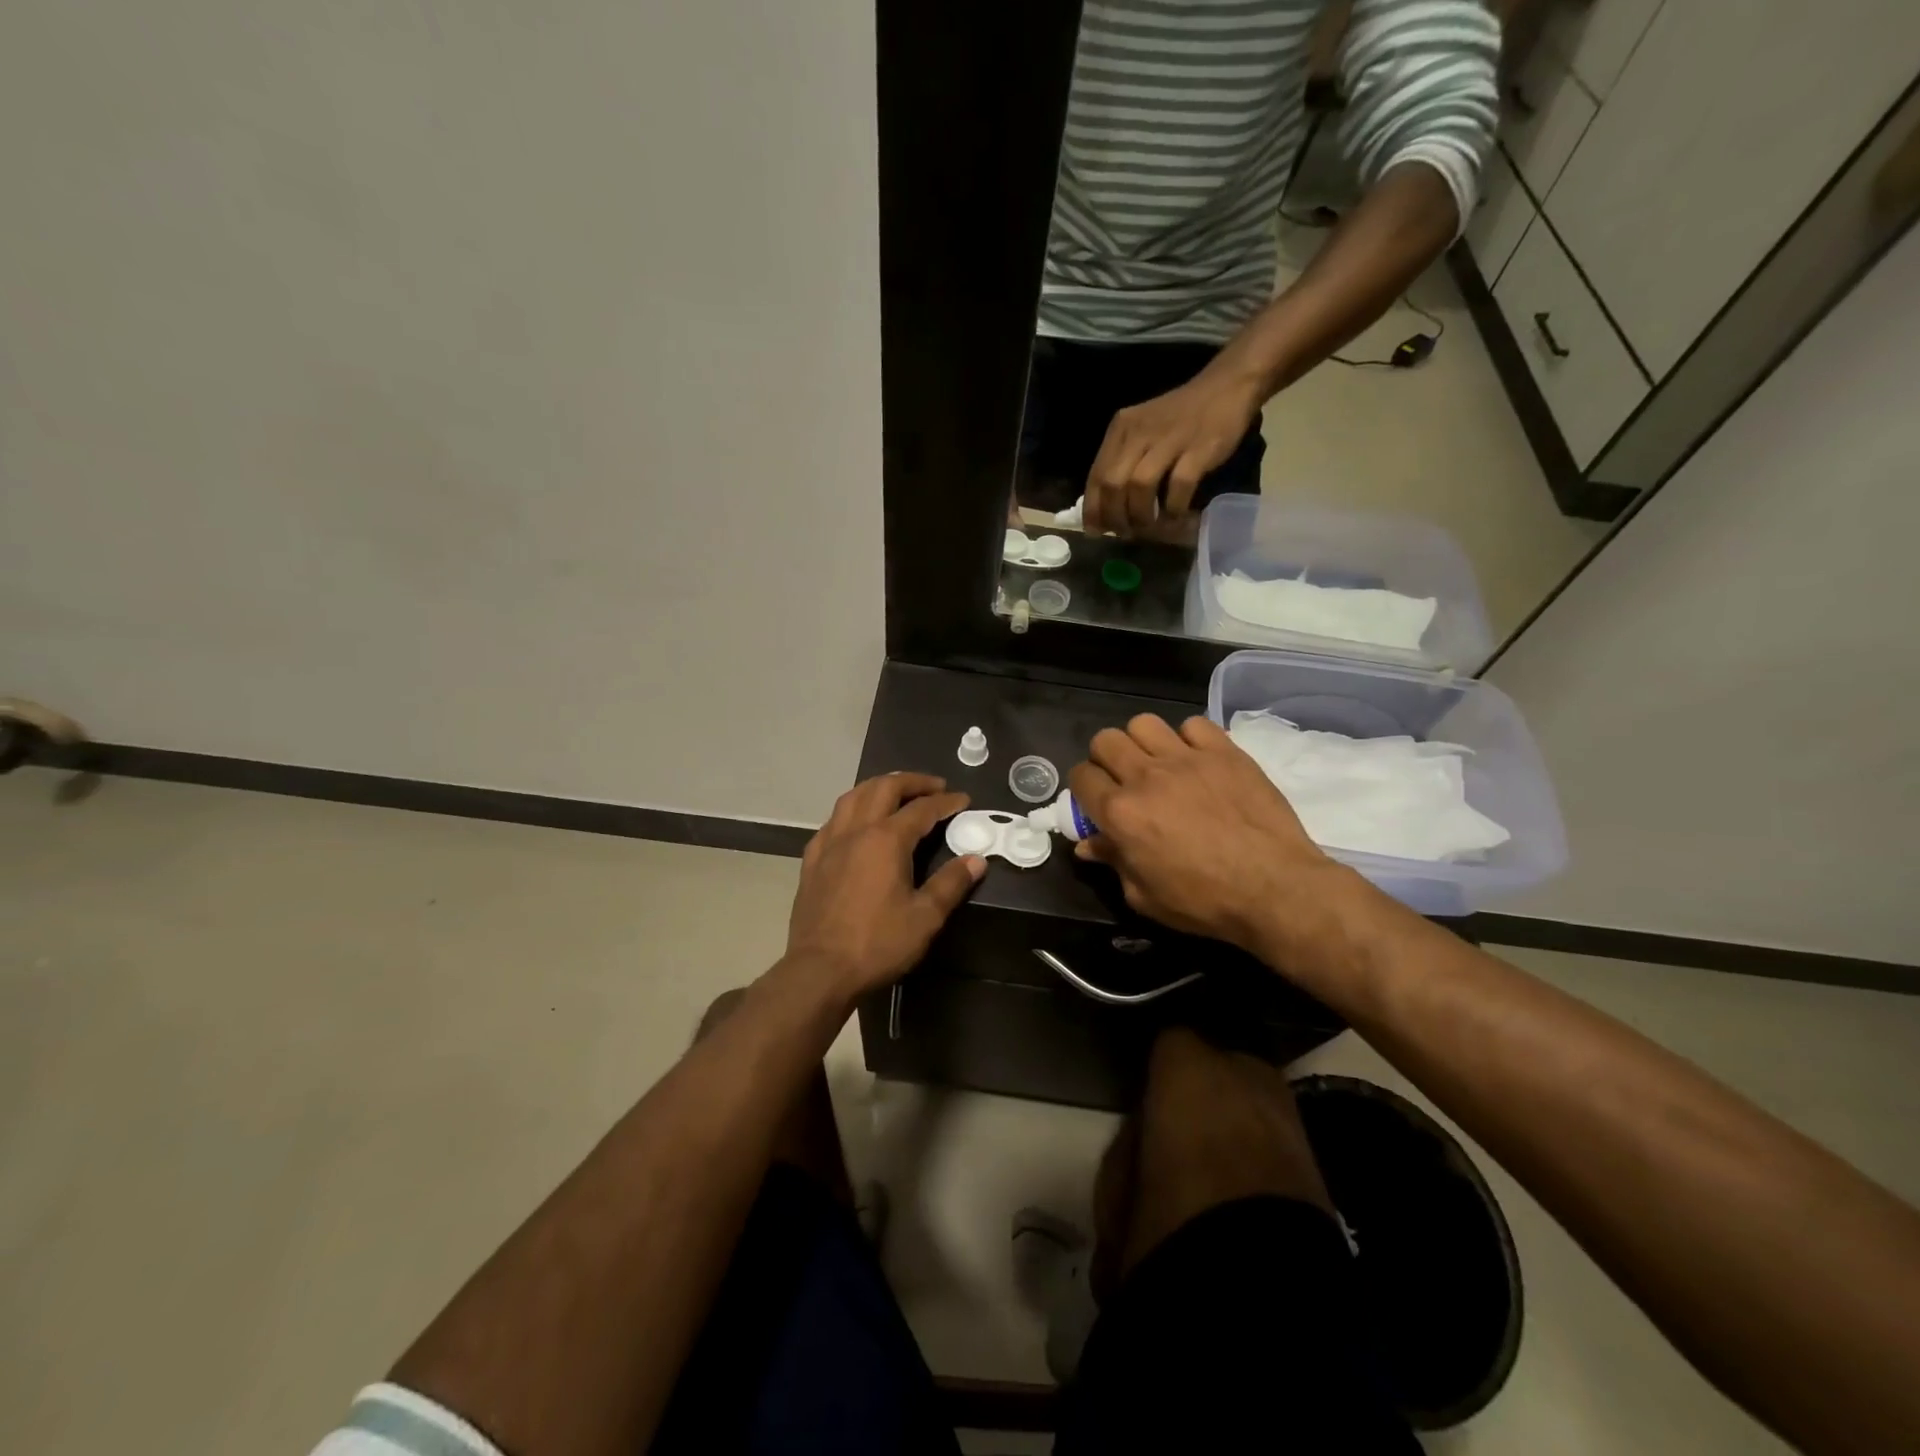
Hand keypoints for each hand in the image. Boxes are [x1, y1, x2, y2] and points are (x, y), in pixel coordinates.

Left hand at [784, 773, 984, 1002]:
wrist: (820, 970)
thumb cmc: (877, 943)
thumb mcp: (925, 917)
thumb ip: (951, 883)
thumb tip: (977, 860)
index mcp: (886, 840)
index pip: (922, 809)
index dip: (945, 802)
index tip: (963, 800)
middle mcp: (856, 830)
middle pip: (884, 788)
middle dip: (912, 782)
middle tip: (934, 787)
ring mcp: (829, 843)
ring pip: (853, 796)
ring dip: (879, 787)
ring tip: (896, 793)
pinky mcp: (812, 859)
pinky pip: (833, 820)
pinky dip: (852, 810)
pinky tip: (857, 823)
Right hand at [1068, 714, 1341, 952]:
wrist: (1274, 889)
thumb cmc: (1204, 901)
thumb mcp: (1145, 896)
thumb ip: (1114, 862)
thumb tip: (1089, 845)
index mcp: (1121, 813)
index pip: (1080, 777)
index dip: (1083, 788)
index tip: (1096, 801)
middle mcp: (1146, 776)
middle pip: (1106, 740)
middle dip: (1106, 758)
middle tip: (1123, 780)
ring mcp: (1187, 759)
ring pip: (1144, 723)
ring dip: (1143, 743)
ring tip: (1159, 764)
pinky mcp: (1224, 752)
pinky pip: (1194, 725)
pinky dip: (1189, 739)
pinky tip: (1198, 761)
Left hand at [1083, 364, 1263, 536]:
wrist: (1227, 386)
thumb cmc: (1180, 416)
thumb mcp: (1142, 432)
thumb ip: (1123, 463)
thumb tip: (1107, 509)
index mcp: (1121, 429)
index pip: (1096, 477)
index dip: (1093, 510)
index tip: (1097, 531)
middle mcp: (1139, 432)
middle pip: (1113, 484)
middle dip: (1115, 517)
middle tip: (1126, 533)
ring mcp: (1169, 439)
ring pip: (1140, 486)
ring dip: (1141, 516)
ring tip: (1149, 527)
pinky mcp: (1199, 448)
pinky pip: (1178, 486)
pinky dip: (1174, 508)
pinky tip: (1176, 515)